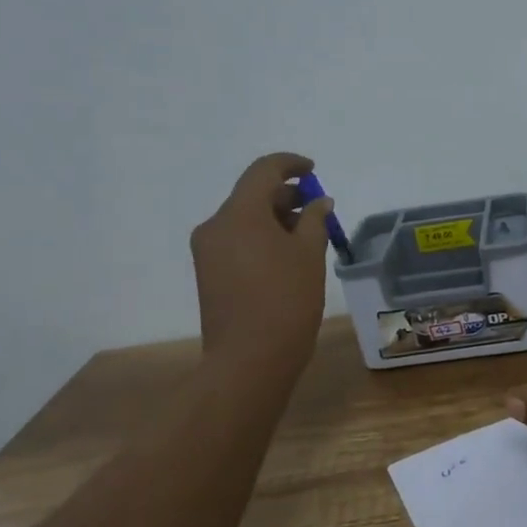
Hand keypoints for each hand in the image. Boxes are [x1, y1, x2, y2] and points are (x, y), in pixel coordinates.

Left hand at [191, 153, 333, 369]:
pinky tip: (287, 256)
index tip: (313, 171)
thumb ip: (315, 220)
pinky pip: (237, 241)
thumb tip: (319, 202)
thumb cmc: (286, 301)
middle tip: (318, 211)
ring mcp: (207, 251)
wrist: (248, 361)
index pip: (263, 171)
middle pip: (252, 195)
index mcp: (239, 214)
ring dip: (275, 219)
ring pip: (244, 219)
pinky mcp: (208, 273)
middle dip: (286, 196)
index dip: (290, 164)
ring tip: (308, 237)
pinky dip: (261, 238)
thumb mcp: (309, 255)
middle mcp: (215, 225)